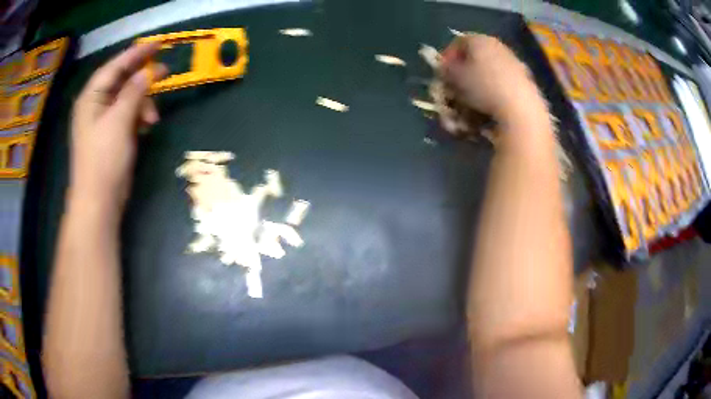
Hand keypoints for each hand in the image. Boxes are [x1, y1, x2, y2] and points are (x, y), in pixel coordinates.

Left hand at [70, 44, 167, 210]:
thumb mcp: (119, 121)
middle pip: (121, 81)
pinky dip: (138, 116)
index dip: (136, 54)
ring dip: (143, 103)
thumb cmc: (104, 159)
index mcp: (91, 97)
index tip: (158, 44)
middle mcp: (95, 105)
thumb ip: (134, 92)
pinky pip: (127, 115)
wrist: (98, 201)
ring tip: (153, 118)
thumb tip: (148, 72)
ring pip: (127, 98)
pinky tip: (146, 125)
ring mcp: (102, 121)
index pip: (114, 66)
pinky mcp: (111, 134)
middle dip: (142, 78)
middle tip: (164, 72)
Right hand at [441, 34, 545, 124]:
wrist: (520, 109)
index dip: (447, 58)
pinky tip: (490, 107)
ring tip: (471, 102)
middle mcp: (498, 46)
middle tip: (455, 88)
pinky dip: (494, 93)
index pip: (458, 42)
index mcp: (480, 39)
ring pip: (490, 71)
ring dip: (479, 84)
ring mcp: (514, 63)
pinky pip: (503, 84)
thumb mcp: (455, 77)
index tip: (442, 74)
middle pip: (476, 56)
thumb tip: (445, 68)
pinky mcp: (526, 81)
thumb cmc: (483, 87)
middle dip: (464, 72)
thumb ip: (446, 69)